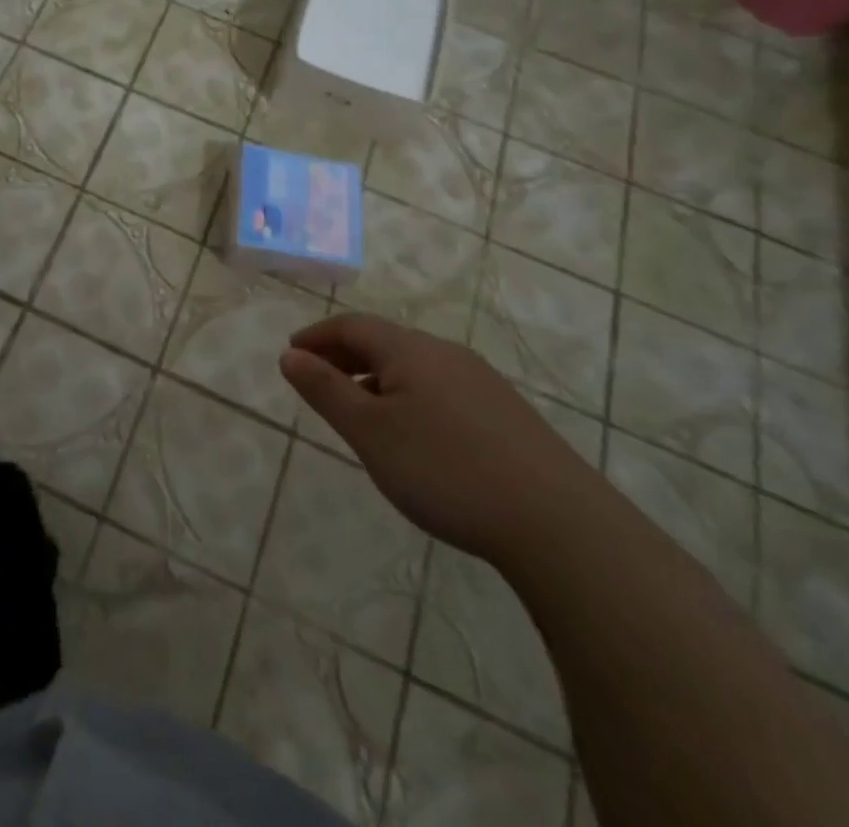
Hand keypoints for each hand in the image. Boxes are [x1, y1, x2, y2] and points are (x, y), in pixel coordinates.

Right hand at [279, 314, 602, 565]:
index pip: (352, 325)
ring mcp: (482, 382)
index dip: (317, 336)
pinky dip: (409, 396)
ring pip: (414, 366)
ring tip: (360, 412)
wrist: (558, 524)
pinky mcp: (506, 414)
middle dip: (344, 356)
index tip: (292, 354)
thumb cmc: (446, 469)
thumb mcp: (370, 431)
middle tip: (317, 381)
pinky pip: (441, 388)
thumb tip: (290, 355)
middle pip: (384, 341)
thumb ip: (325, 389)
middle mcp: (446, 354)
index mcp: (410, 349)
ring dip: (377, 378)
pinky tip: (414, 435)